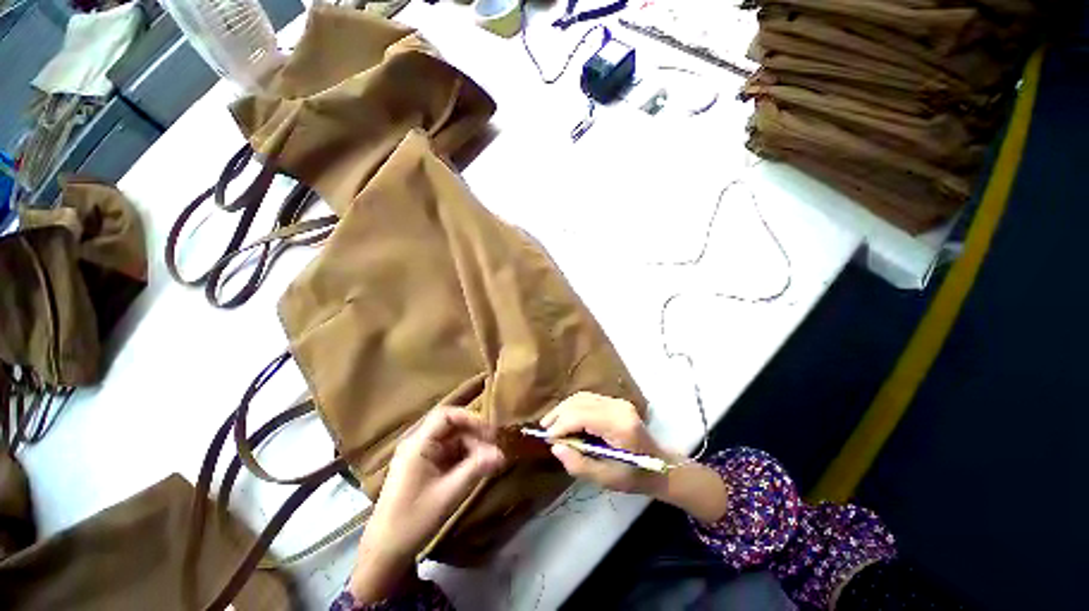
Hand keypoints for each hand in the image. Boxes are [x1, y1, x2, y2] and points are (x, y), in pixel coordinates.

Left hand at [349, 407, 504, 602]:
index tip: (491, 431)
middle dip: (475, 435)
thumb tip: (502, 453)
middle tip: (495, 448)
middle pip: (452, 427)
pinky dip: (464, 457)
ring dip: (472, 447)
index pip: (446, 415)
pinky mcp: (424, 466)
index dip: (471, 418)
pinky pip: (448, 452)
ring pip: (453, 439)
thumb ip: (476, 469)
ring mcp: (421, 454)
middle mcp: (418, 443)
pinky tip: (477, 467)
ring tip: (490, 461)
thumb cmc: (413, 520)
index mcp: (418, 444)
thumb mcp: (448, 494)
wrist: (385, 551)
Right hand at [542, 392, 728, 523]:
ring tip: (550, 423)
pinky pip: (587, 399)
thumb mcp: (606, 479)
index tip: (548, 439)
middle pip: (580, 403)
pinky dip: (573, 407)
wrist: (660, 465)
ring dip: (564, 409)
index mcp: (619, 425)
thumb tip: (555, 447)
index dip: (562, 425)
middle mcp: (618, 407)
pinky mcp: (615, 402)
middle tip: (545, 431)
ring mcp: (617, 402)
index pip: (582, 415)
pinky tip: (565, 417)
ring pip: (582, 397)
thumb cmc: (634, 476)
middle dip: (559, 415)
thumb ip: (579, 464)